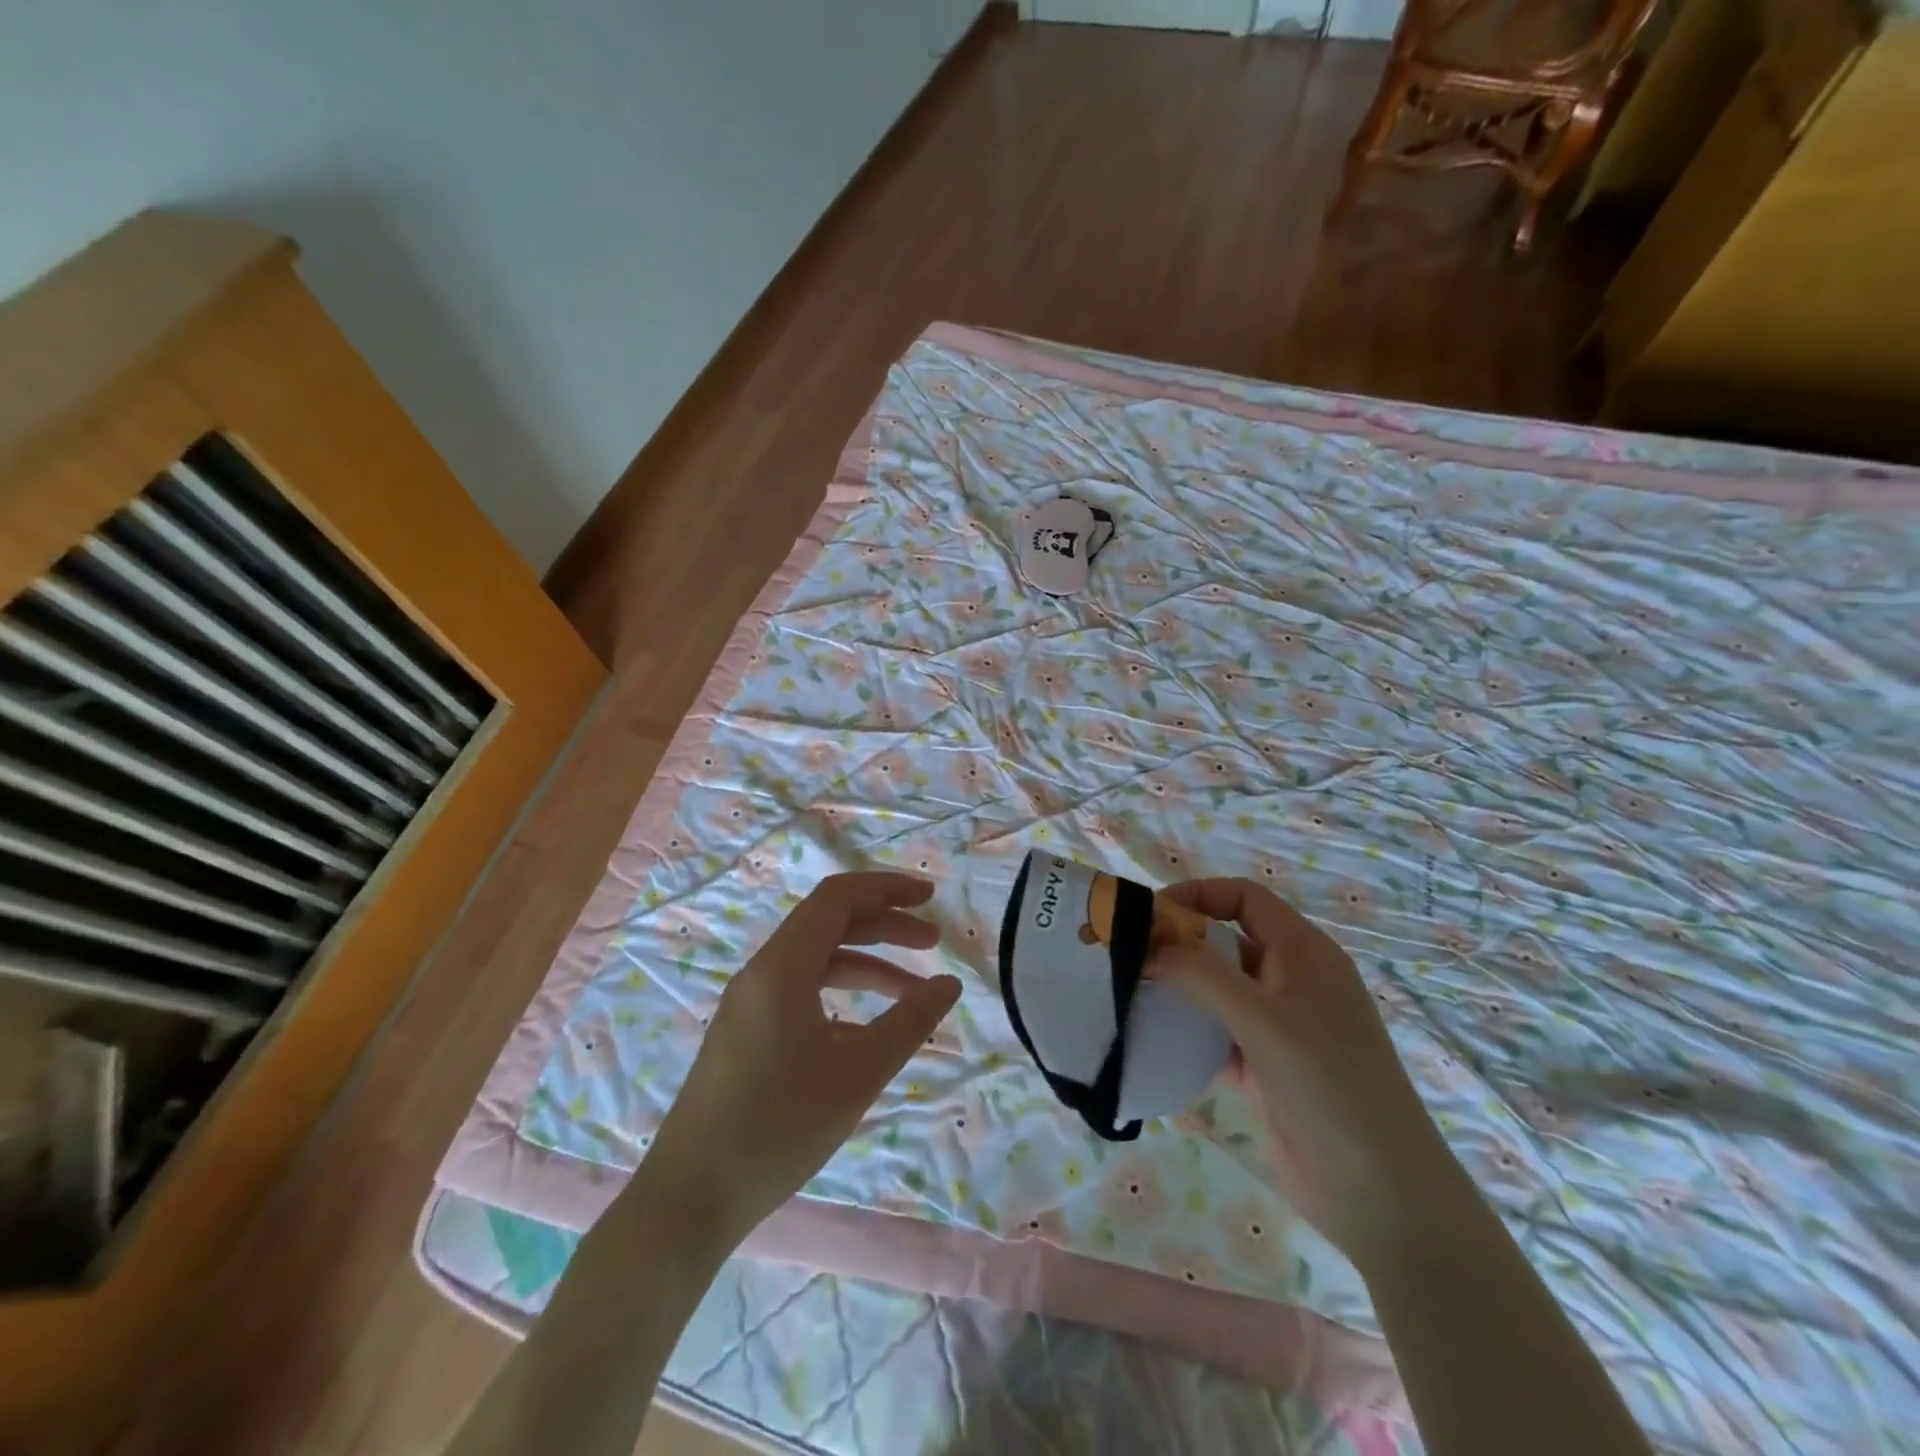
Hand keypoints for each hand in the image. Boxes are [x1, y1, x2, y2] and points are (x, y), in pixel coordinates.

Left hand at [646, 872, 961, 1242]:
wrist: (689, 1199)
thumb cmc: (780, 1127)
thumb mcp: (858, 1073)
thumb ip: (909, 1021)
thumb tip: (949, 984)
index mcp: (782, 967)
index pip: (838, 897)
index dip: (886, 888)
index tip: (929, 898)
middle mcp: (762, 972)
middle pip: (829, 924)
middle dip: (884, 925)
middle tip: (933, 941)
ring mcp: (748, 1003)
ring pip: (816, 961)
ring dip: (866, 964)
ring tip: (913, 992)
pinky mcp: (743, 1033)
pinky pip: (799, 992)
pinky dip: (839, 995)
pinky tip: (865, 1030)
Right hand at [1152, 878, 1466, 1269]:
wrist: (1381, 1197)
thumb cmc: (1331, 1087)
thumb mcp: (1264, 1021)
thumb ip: (1202, 974)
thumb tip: (1146, 942)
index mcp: (1304, 953)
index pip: (1245, 899)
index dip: (1198, 895)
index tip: (1149, 915)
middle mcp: (1292, 981)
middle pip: (1226, 941)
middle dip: (1178, 943)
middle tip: (1127, 956)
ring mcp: (1279, 1027)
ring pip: (1218, 990)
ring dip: (1178, 989)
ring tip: (1130, 994)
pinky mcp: (1265, 1068)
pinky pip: (1216, 1034)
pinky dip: (1187, 1033)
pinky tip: (1152, 1041)